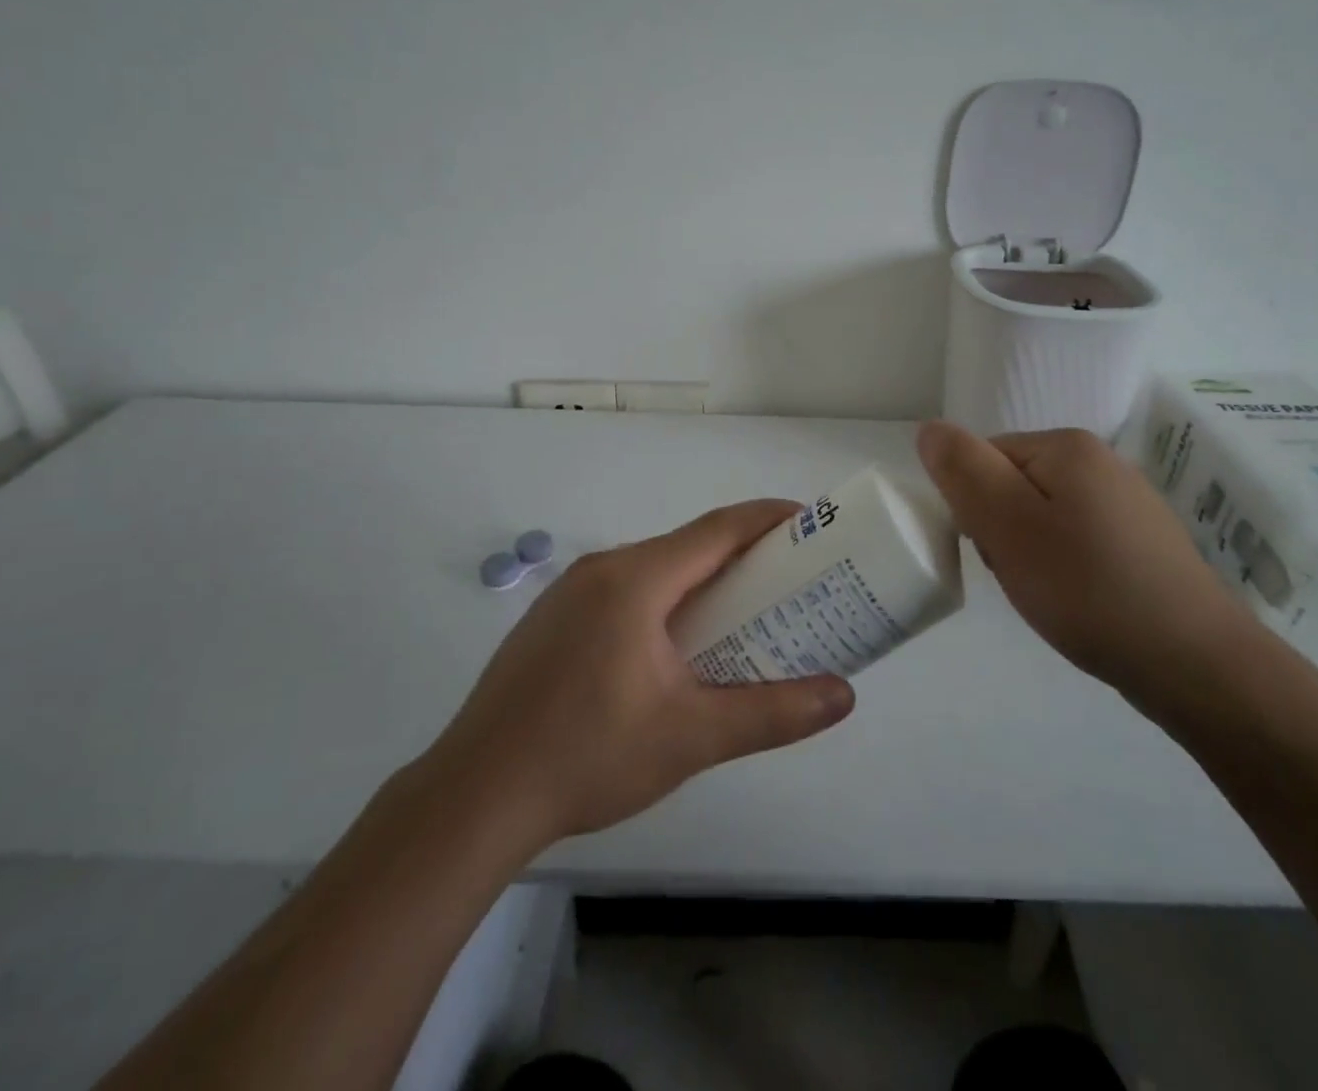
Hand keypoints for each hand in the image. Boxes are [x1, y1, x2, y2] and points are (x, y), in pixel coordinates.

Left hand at [420, 501, 855, 852]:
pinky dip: (664, 602)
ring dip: (701, 582)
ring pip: (654, 570)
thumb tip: (843, 696)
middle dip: (743, 558)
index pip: (718, 529)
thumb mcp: (691, 737)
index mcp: (635, 579)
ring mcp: (569, 594)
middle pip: (687, 547)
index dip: (769, 520)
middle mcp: (601, 569)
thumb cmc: (588, 756)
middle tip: (789, 583)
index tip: (811, 523)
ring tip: (741, 617)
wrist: (474, 797)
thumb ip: (772, 713)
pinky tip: (674, 649)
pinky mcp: (552, 621)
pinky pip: (624, 593)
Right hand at [916, 422, 1253, 711]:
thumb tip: (930, 429)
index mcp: (1068, 447)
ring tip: (1049, 594)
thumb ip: (964, 472)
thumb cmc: (1087, 588)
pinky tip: (1079, 602)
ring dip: (1031, 553)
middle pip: (1014, 485)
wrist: (1195, 664)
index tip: (995, 550)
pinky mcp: (1142, 543)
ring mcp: (1127, 504)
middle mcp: (1101, 462)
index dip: (975, 506)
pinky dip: (1065, 569)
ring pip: (1044, 517)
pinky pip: (1077, 542)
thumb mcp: (1008, 526)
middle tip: (1023, 575)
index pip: (985, 459)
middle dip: (1003, 530)